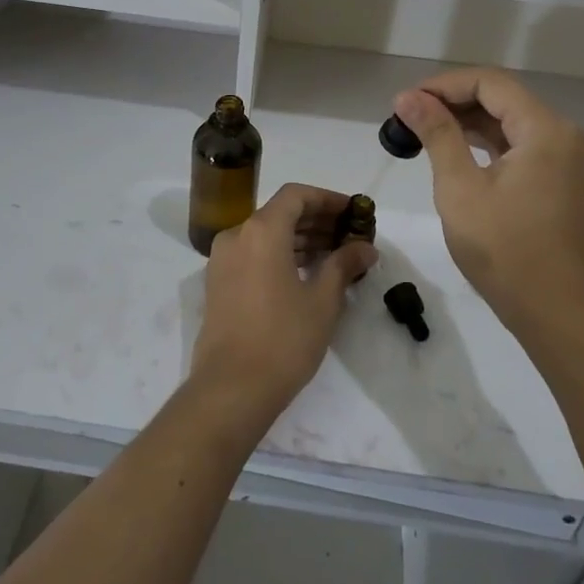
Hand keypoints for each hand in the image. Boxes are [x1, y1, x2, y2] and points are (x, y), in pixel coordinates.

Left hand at [190, 183, 377, 425]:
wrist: (231, 388)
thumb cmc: (282, 339)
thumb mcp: (322, 301)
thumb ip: (344, 265)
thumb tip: (365, 248)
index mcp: (261, 230)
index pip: (296, 195)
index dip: (327, 199)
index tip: (353, 213)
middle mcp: (237, 235)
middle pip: (280, 213)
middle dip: (316, 220)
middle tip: (350, 236)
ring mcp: (223, 259)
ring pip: (266, 234)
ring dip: (299, 238)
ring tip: (335, 255)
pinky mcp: (218, 283)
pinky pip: (253, 253)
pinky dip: (279, 254)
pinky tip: (306, 273)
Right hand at [392, 68, 583, 341]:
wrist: (555, 313)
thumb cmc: (504, 250)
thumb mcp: (460, 188)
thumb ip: (436, 134)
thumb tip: (408, 97)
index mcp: (546, 130)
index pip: (490, 82)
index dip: (443, 85)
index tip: (405, 103)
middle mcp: (564, 134)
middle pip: (502, 98)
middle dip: (453, 102)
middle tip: (407, 118)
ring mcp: (566, 158)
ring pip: (510, 122)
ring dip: (467, 122)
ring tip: (421, 133)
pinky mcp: (561, 179)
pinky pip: (520, 145)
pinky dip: (486, 144)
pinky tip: (453, 151)